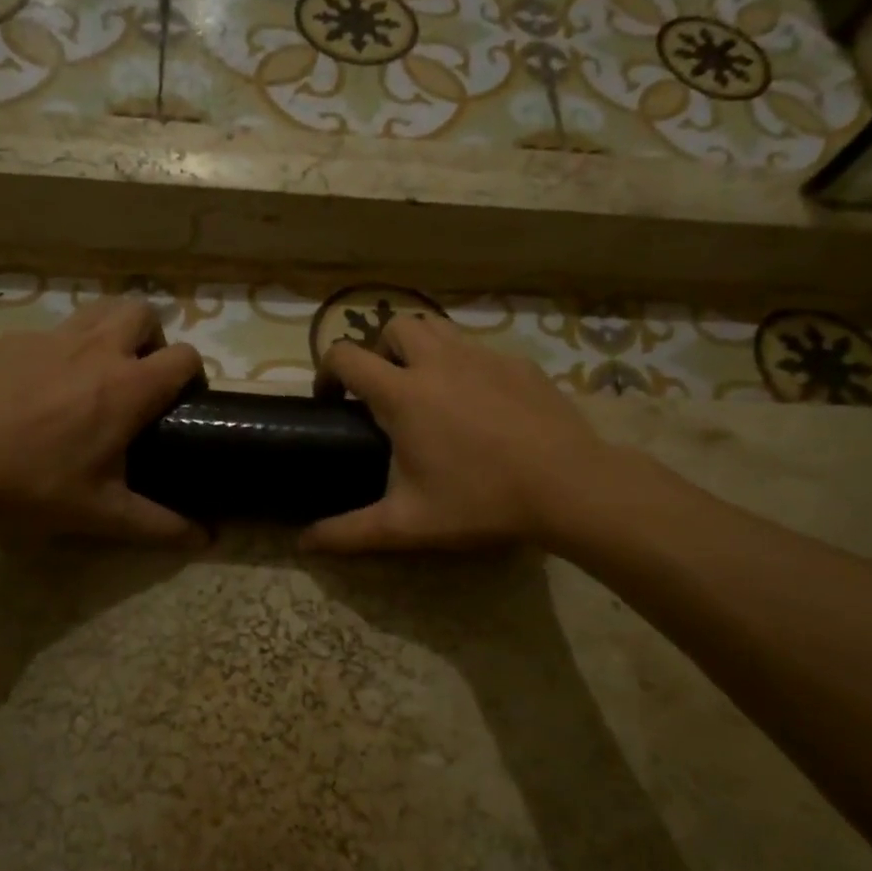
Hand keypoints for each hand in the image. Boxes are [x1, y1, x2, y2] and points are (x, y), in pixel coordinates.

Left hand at [0, 297, 205, 542]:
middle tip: (138, 377)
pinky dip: (62, 348)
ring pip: (99, 309)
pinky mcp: (14, 340)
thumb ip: (161, 525)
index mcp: (129, 386)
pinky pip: (52, 331)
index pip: (184, 356)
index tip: (180, 400)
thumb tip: (206, 540)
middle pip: (143, 313)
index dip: (191, 374)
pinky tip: (41, 386)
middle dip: (152, 337)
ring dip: (111, 330)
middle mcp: (98, 349)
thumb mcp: (104, 514)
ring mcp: (52, 338)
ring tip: (97, 371)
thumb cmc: (36, 486)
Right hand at [300, 315, 621, 551]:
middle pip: (393, 327)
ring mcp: (482, 357)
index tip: (331, 399)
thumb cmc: (480, 501)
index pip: (346, 356)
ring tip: (427, 389)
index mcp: (403, 394)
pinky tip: (479, 405)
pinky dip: (464, 365)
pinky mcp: (518, 364)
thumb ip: (349, 532)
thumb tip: (303, 543)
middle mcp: (438, 362)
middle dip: (379, 352)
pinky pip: (478, 349)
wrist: (568, 486)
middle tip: (384, 392)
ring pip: (437, 328)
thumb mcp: (407, 524)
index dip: (327, 372)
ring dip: (419, 349)